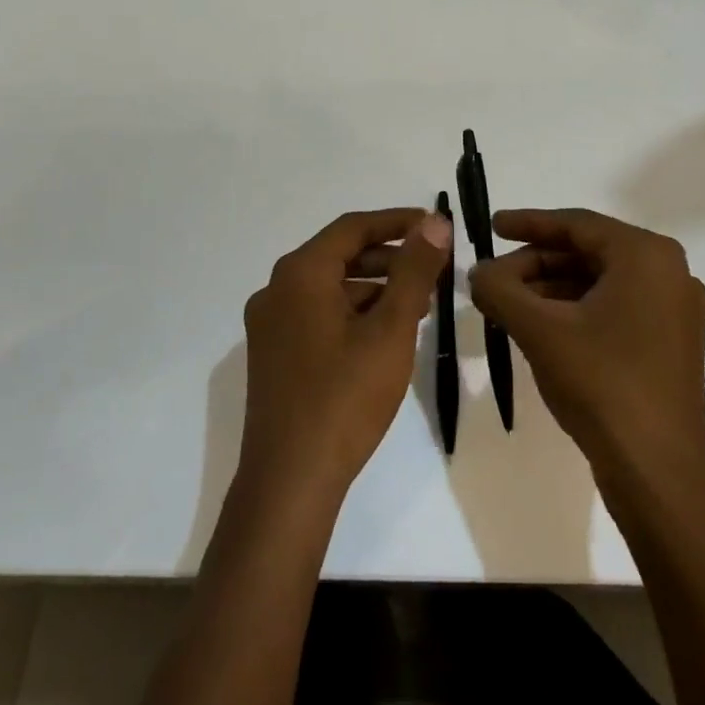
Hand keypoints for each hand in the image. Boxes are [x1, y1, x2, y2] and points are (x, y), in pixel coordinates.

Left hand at [238, 208, 452, 501]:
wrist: (289, 482)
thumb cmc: (344, 398)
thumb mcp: (390, 330)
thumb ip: (413, 271)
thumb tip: (435, 222)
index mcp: (299, 274)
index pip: (352, 228)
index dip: (396, 221)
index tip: (434, 226)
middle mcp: (276, 290)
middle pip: (339, 256)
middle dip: (389, 259)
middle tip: (432, 271)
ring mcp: (269, 325)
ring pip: (329, 288)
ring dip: (373, 289)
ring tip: (417, 307)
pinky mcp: (272, 355)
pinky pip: (317, 314)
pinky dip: (352, 313)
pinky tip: (383, 337)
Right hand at [469, 209, 704, 485]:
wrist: (658, 472)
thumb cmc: (601, 384)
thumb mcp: (539, 330)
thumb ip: (500, 290)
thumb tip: (477, 272)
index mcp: (647, 256)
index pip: (577, 224)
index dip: (529, 223)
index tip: (491, 226)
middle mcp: (670, 273)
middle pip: (588, 252)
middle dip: (536, 263)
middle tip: (494, 278)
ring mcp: (675, 310)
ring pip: (600, 282)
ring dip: (552, 288)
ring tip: (508, 303)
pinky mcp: (671, 343)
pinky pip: (616, 307)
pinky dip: (576, 310)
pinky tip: (541, 326)